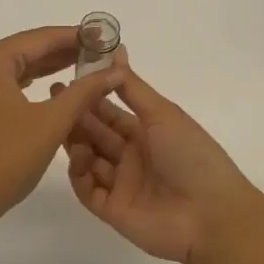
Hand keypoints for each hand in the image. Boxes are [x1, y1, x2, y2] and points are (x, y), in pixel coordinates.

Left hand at [0, 27, 126, 230]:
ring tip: (87, 64)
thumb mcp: (51, 122)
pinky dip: (34, 83)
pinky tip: (55, 85)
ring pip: (19, 67)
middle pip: (29, 49)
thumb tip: (115, 70)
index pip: (41, 38)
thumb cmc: (4, 158)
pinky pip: (9, 84)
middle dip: (66, 50)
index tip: (108, 36)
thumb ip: (84, 92)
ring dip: (51, 67)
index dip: (77, 36)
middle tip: (103, 52)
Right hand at [57, 61, 263, 263]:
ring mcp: (121, 184)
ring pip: (88, 159)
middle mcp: (132, 156)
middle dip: (75, 117)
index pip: (111, 112)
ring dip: (75, 142)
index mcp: (147, 132)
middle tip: (52, 99)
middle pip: (96, 134)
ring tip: (59, 125)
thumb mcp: (163, 113)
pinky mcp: (112, 210)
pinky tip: (77, 157)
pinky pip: (87, 190)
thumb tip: (115, 48)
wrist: (211, 215)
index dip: (90, 97)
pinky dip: (79, 173)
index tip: (66, 80)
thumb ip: (133, 86)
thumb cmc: (191, 155)